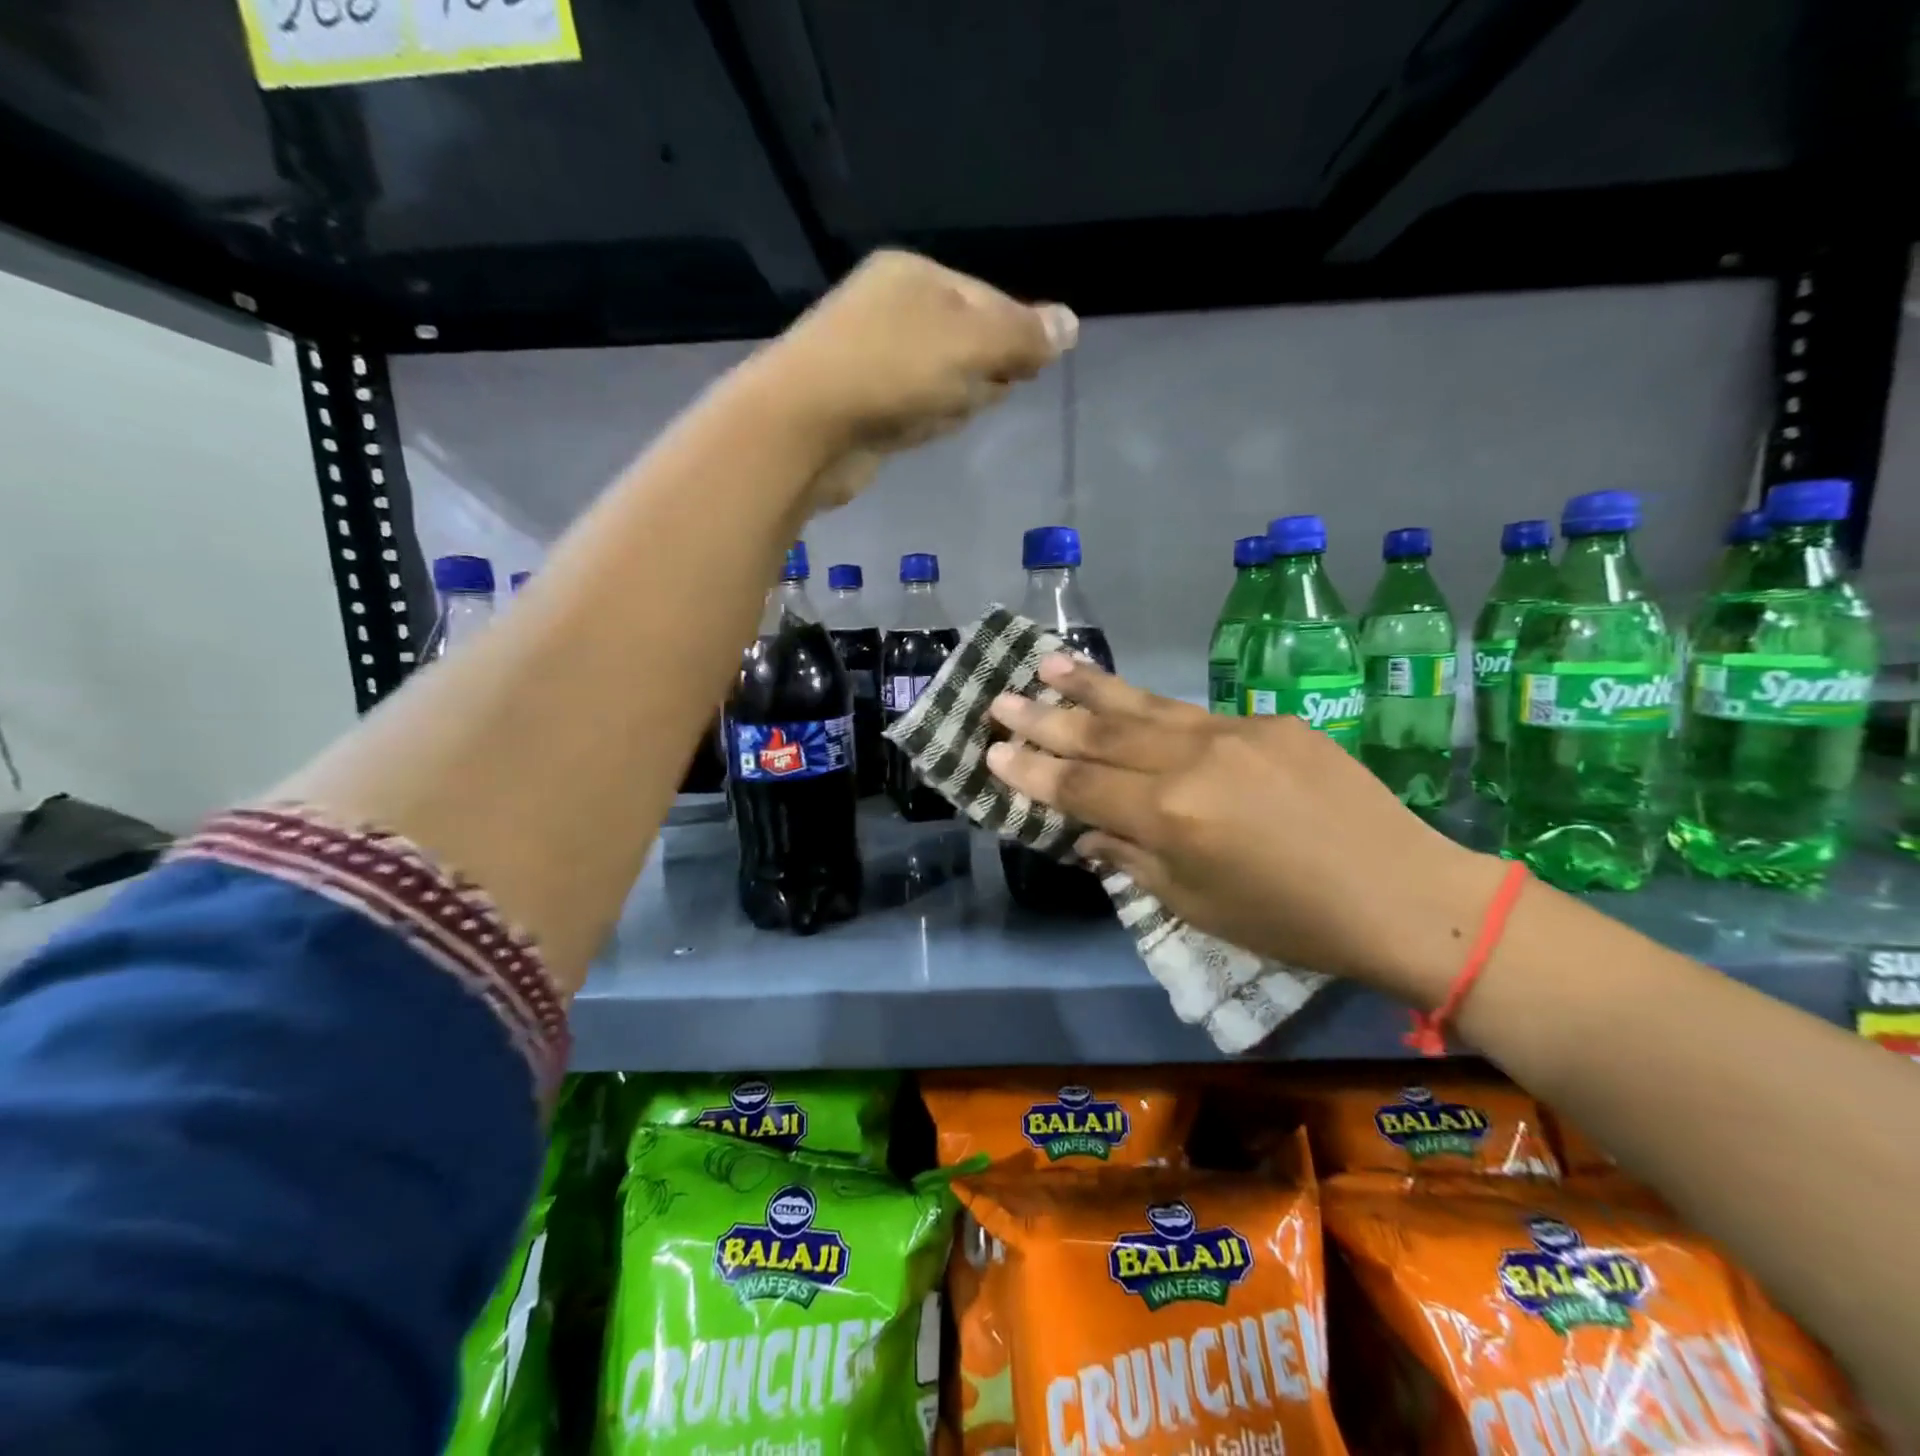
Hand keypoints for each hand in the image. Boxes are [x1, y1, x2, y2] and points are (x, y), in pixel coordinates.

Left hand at [747, 250, 1076, 509]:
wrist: (803, 428)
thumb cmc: (891, 372)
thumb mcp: (970, 345)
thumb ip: (1022, 336)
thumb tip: (1071, 323)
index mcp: (915, 275)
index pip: (990, 300)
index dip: (1016, 337)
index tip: (1028, 372)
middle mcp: (889, 307)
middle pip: (965, 339)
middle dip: (984, 370)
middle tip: (984, 393)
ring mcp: (869, 356)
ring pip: (939, 377)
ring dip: (955, 398)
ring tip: (946, 414)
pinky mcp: (858, 404)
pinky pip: (910, 406)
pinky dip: (923, 419)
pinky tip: (920, 430)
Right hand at [984, 655, 1506, 1004]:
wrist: (1404, 895)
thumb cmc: (1292, 922)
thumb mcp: (1198, 907)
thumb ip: (1133, 861)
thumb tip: (1087, 834)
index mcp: (1171, 818)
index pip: (1080, 788)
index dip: (1032, 770)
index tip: (992, 751)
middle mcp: (1193, 762)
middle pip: (1102, 734)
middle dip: (1045, 718)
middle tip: (1000, 698)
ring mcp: (1234, 733)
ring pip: (1144, 706)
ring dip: (1090, 687)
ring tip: (1047, 664)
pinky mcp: (1270, 722)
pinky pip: (1194, 715)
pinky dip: (1150, 707)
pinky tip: (1127, 699)